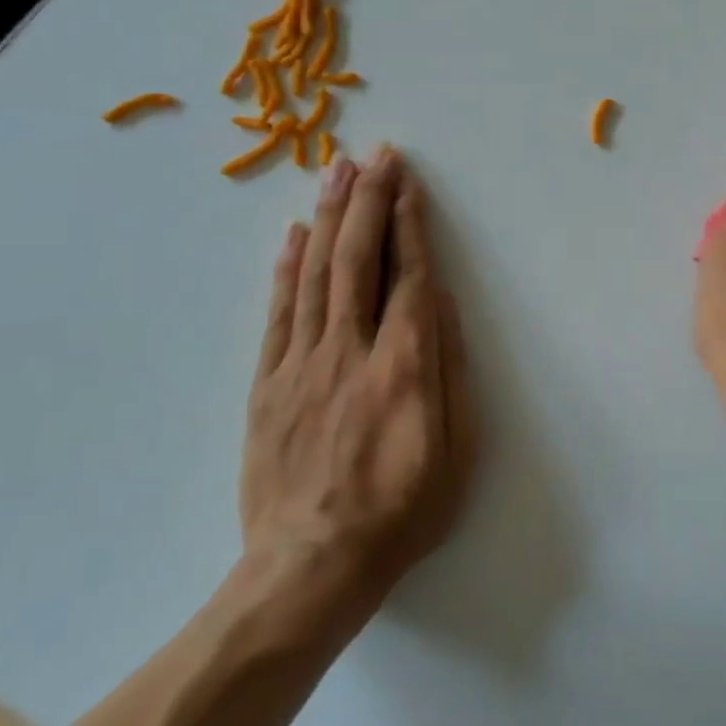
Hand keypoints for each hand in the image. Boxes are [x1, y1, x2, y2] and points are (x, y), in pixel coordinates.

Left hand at [240, 147, 474, 629]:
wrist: (310, 570)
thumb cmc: (401, 511)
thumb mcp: (457, 450)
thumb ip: (450, 370)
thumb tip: (443, 304)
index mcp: (404, 365)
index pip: (409, 276)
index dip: (409, 224)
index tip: (407, 182)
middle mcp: (351, 350)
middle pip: (358, 259)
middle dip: (368, 200)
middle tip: (374, 154)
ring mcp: (302, 364)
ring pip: (316, 274)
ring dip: (329, 216)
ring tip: (337, 171)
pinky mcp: (268, 384)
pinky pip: (279, 312)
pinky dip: (287, 267)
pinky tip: (295, 233)